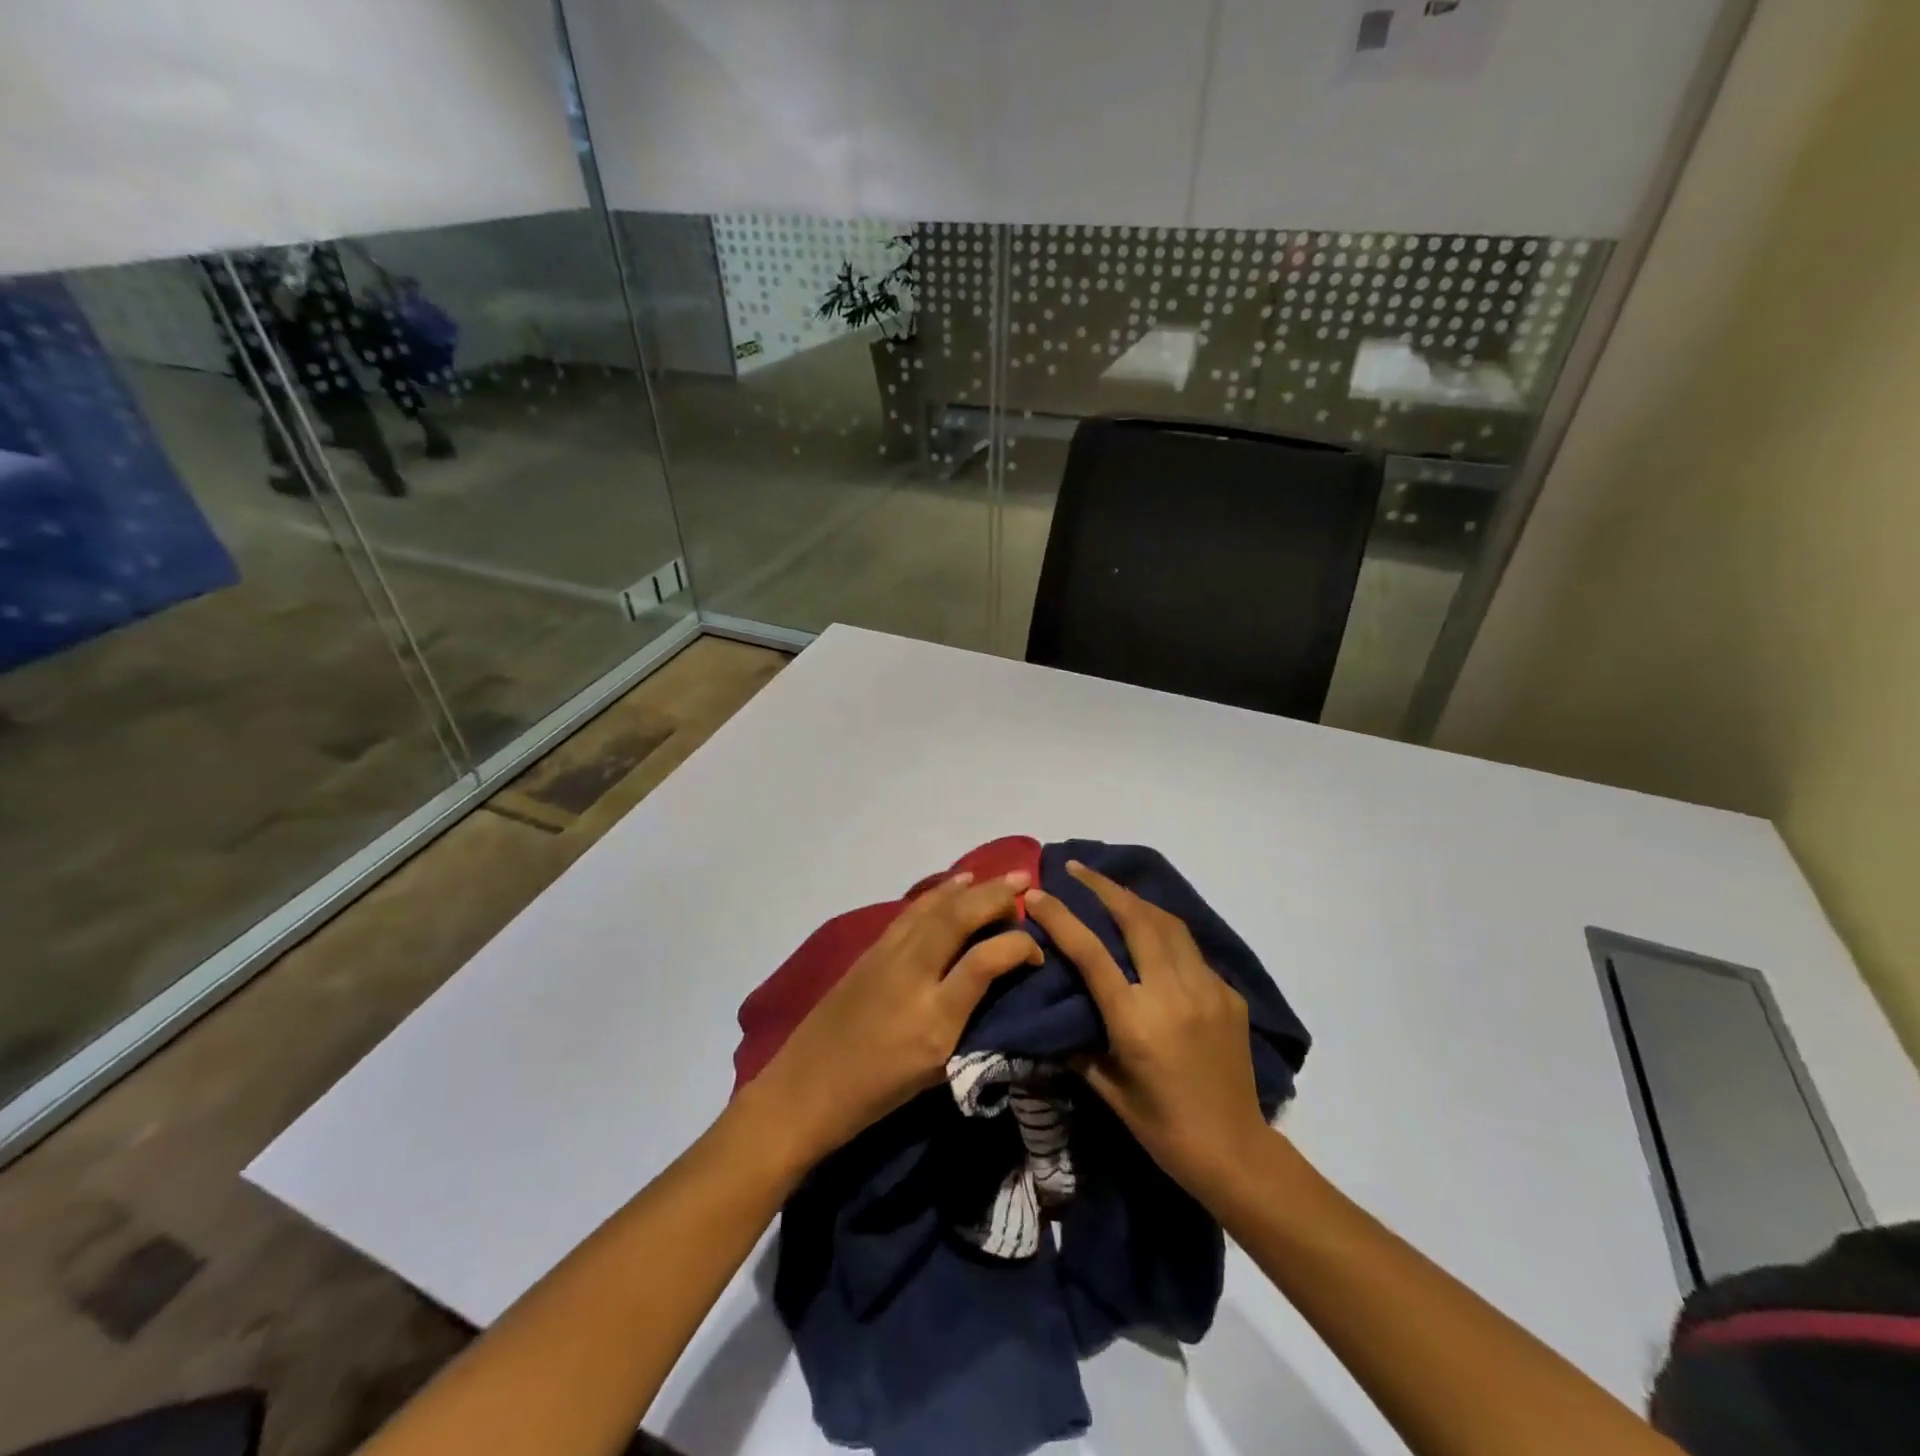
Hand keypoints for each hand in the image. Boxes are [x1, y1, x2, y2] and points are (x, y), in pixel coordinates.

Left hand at [750, 871, 1041, 1164]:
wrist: (805, 1088)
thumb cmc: (877, 1093)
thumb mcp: (936, 1072)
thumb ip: (970, 1025)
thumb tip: (997, 985)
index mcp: (934, 1019)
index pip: (985, 961)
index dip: (1018, 946)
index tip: (1036, 949)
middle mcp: (912, 976)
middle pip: (959, 919)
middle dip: (996, 897)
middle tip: (1024, 883)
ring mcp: (887, 957)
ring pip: (934, 908)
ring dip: (970, 888)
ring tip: (998, 877)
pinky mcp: (870, 950)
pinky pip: (912, 912)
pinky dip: (938, 894)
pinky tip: (954, 885)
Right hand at [1024, 861, 1270, 1201]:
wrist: (1234, 1150)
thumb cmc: (1161, 1127)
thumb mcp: (1107, 1089)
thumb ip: (1076, 1046)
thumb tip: (1051, 1016)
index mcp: (1136, 1019)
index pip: (1091, 952)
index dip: (1062, 917)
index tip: (1038, 893)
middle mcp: (1173, 993)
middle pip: (1137, 919)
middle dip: (1104, 887)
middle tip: (1077, 869)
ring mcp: (1207, 989)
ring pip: (1169, 924)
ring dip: (1136, 900)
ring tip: (1111, 888)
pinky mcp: (1229, 994)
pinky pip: (1191, 950)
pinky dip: (1166, 932)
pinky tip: (1152, 935)